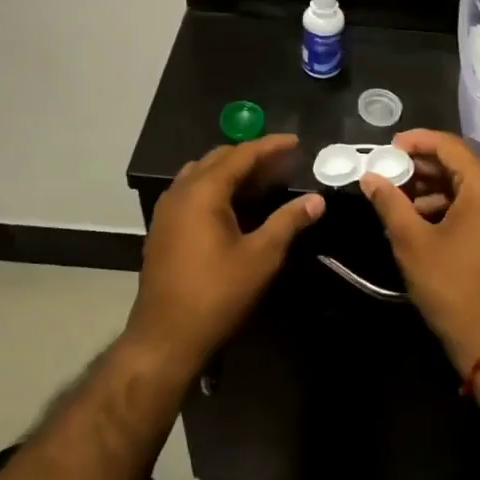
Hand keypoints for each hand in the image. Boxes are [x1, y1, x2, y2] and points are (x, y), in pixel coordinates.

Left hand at [126, 135, 324, 373]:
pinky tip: (234, 205)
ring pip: (202, 173)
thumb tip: (317, 200)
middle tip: (283, 163)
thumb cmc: (216, 295)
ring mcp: (167, 209)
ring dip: (232, 170)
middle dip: (252, 156)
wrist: (165, 338)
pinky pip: (191, 191)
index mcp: (204, 191)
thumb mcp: (260, 257)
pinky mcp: (163, 228)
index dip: (271, 146)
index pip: (241, 154)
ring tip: (262, 180)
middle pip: (219, 158)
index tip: (296, 142)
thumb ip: (288, 222)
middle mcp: (181, 191)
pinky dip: (216, 187)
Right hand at [360, 130, 479, 373]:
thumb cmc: (454, 289)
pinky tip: (426, 220)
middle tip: (389, 174)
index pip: (449, 146)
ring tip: (401, 201)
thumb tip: (370, 177)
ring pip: (471, 188)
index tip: (388, 148)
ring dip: (436, 190)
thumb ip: (390, 202)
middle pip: (462, 165)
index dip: (416, 142)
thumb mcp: (413, 243)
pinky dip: (454, 207)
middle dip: (423, 168)